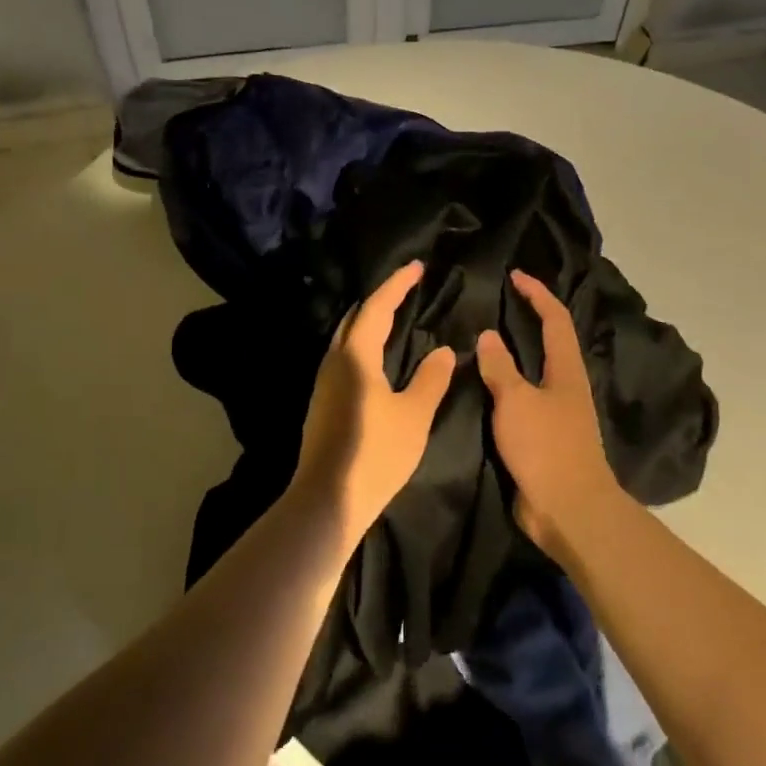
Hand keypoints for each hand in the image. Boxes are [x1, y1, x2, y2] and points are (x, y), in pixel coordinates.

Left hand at [290, 261, 456, 544]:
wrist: (328, 499)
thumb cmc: (376, 453)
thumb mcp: (414, 415)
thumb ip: (431, 379)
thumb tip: (443, 349)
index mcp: (356, 355)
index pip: (377, 307)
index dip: (397, 284)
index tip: (416, 267)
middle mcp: (334, 360)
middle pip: (356, 318)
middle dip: (381, 299)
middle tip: (407, 289)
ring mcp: (323, 382)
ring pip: (346, 338)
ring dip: (369, 322)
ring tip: (395, 318)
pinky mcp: (322, 402)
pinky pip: (344, 357)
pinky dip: (363, 344)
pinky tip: (377, 358)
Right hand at [476, 271, 622, 559]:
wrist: (569, 508)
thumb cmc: (545, 447)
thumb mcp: (516, 400)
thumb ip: (500, 367)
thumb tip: (488, 335)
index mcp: (566, 370)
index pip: (555, 319)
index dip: (537, 294)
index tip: (515, 277)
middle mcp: (566, 386)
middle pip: (550, 342)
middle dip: (529, 319)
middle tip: (497, 305)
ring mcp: (557, 413)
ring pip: (535, 371)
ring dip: (515, 353)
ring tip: (483, 342)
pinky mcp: (545, 437)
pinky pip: (523, 399)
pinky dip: (506, 385)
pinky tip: (484, 388)